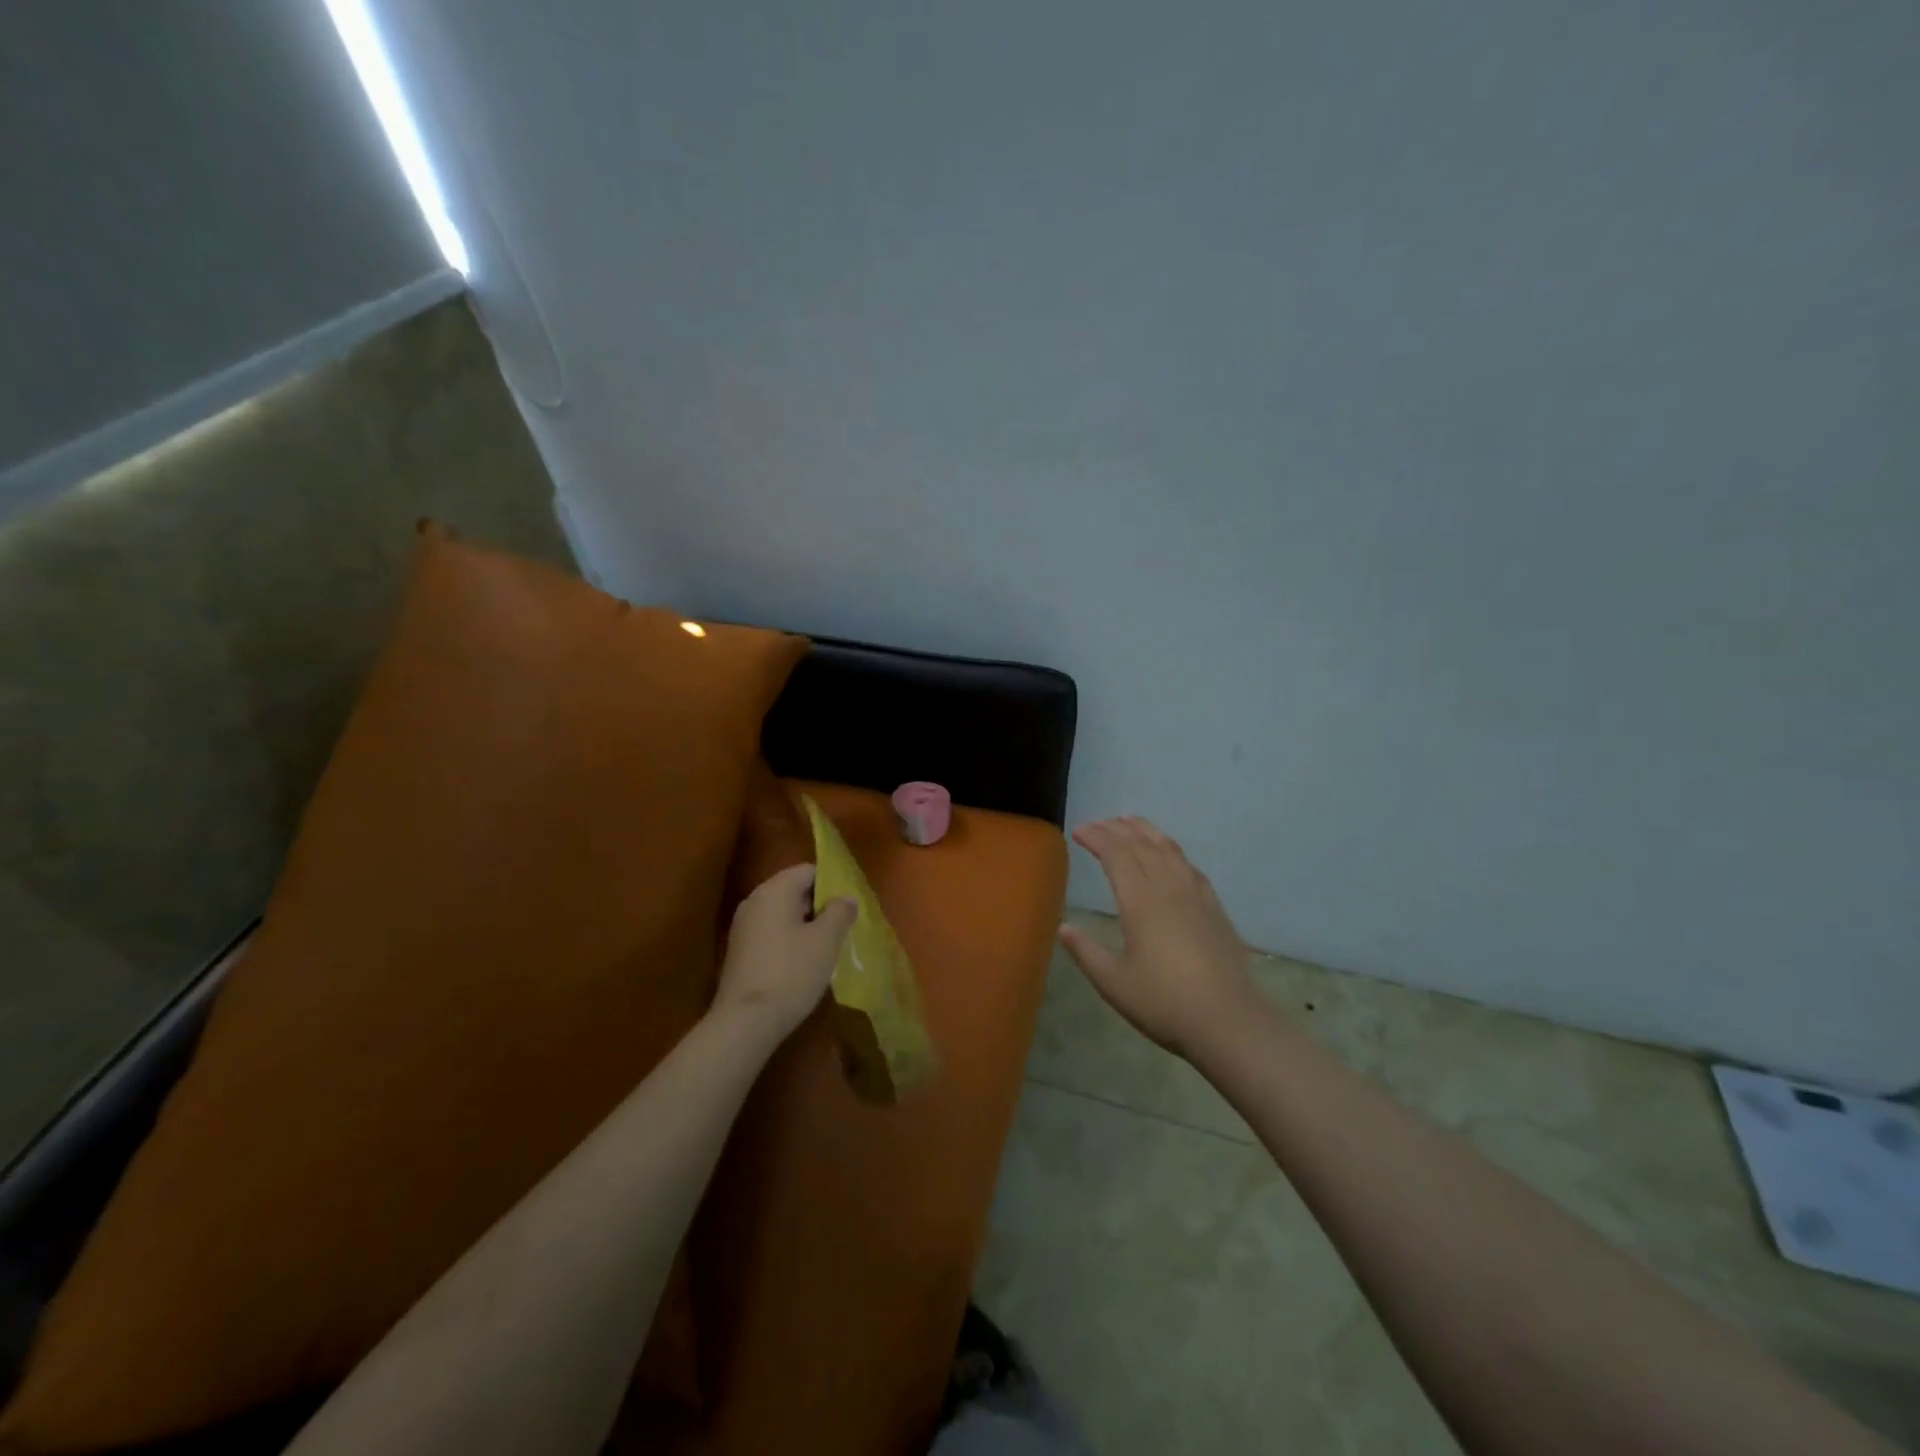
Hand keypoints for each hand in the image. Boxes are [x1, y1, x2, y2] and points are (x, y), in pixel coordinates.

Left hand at [715, 864, 855, 1041]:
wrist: (745, 1022)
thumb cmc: (791, 973)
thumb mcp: (826, 940)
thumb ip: (840, 912)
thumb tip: (846, 897)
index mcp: (774, 890)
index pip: (808, 870)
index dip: (832, 883)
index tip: (849, 906)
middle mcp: (754, 901)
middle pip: (794, 890)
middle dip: (820, 905)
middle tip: (843, 927)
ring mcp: (742, 927)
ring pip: (782, 914)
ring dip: (805, 925)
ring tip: (827, 947)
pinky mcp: (739, 952)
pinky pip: (771, 933)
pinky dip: (789, 941)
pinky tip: (803, 964)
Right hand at [1059, 817, 1254, 1058]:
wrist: (1229, 1022)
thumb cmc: (1165, 1003)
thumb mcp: (1114, 982)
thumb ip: (1086, 951)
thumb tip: (1063, 927)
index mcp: (1140, 902)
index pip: (1116, 855)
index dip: (1097, 838)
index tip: (1079, 831)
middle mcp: (1168, 888)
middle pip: (1141, 845)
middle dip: (1116, 829)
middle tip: (1098, 824)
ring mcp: (1196, 895)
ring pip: (1168, 849)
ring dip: (1146, 831)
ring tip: (1130, 821)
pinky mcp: (1214, 907)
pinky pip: (1189, 865)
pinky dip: (1172, 850)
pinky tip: (1169, 853)